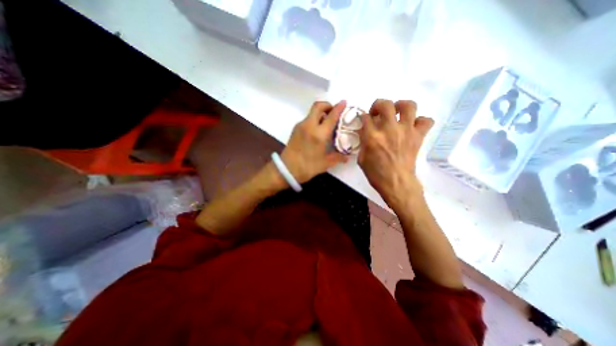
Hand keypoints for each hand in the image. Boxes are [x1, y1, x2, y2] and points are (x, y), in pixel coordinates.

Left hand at [281, 100, 348, 182]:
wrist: (286, 170)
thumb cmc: (307, 167)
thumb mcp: (325, 164)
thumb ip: (337, 158)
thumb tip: (347, 157)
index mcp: (319, 134)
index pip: (331, 116)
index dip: (339, 108)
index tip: (344, 102)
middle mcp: (309, 126)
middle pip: (318, 106)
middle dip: (327, 105)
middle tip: (333, 113)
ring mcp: (300, 126)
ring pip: (312, 113)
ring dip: (320, 114)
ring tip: (326, 124)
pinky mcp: (295, 129)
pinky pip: (307, 119)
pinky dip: (314, 120)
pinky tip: (317, 132)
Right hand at [357, 98, 432, 209]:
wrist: (397, 183)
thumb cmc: (376, 174)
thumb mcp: (362, 158)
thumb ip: (363, 142)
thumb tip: (366, 132)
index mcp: (372, 137)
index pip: (365, 117)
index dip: (363, 116)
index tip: (365, 120)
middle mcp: (389, 130)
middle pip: (386, 104)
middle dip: (379, 105)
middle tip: (378, 113)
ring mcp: (406, 131)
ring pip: (408, 106)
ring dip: (401, 106)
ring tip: (396, 113)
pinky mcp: (418, 136)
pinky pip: (426, 120)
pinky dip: (420, 121)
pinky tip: (412, 126)